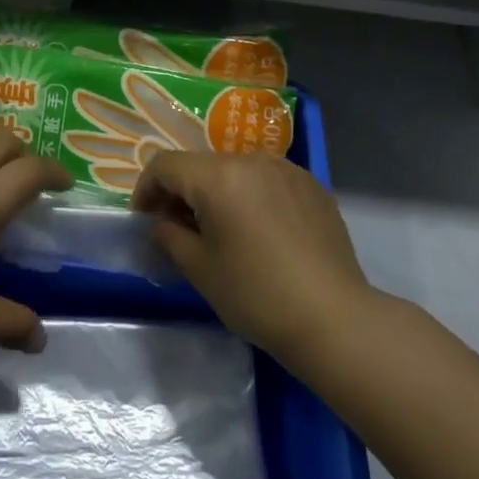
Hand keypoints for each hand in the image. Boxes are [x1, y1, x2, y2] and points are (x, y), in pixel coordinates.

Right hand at [132, 151, 373, 366]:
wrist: (334, 318)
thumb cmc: (257, 294)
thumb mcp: (199, 269)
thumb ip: (169, 235)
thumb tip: (164, 222)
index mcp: (218, 176)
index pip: (165, 165)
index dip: (146, 189)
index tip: (144, 219)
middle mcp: (251, 159)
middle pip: (201, 165)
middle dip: (182, 192)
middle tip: (178, 229)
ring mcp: (286, 169)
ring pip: (236, 170)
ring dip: (218, 193)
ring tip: (222, 231)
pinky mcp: (312, 185)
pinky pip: (268, 180)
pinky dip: (252, 197)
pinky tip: (261, 233)